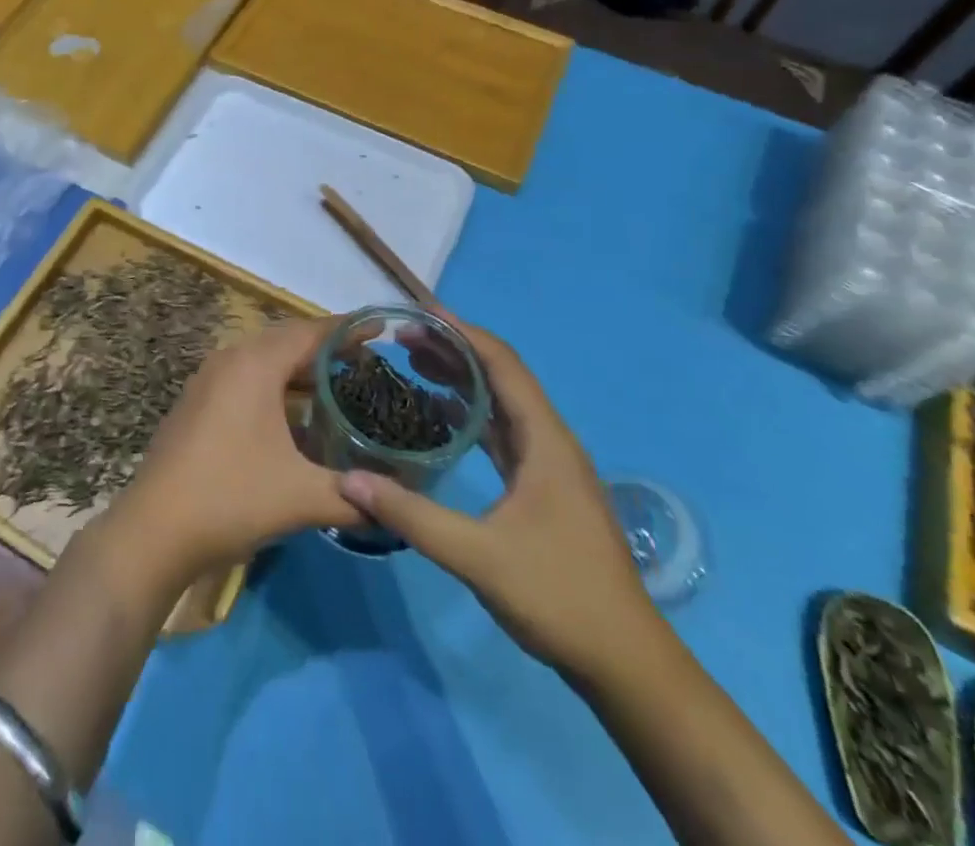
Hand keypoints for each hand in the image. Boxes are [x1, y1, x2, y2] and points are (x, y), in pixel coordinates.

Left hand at [109, 317, 361, 591]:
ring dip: (299, 370)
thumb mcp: (302, 497)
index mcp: (255, 364)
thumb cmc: (231, 499)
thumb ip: (355, 496)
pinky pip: (245, 379)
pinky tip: (296, 418)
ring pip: (263, 361)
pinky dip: (275, 387)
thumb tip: (394, 504)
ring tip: (339, 387)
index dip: (348, 330)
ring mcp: (208, 381)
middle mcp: (230, 360)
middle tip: (367, 361)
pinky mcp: (197, 404)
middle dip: (326, 348)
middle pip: (286, 341)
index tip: (382, 328)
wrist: (153, 531)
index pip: (311, 333)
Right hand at [337, 313, 662, 685]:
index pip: (502, 365)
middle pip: (501, 377)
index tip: (420, 312)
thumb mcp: (479, 557)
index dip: (463, 332)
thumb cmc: (559, 596)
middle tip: (405, 336)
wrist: (625, 661)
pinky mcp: (544, 488)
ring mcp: (550, 465)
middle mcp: (551, 440)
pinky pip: (503, 433)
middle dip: (455, 350)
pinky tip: (441, 417)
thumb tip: (349, 481)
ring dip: (463, 379)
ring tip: (416, 362)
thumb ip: (413, 516)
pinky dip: (471, 415)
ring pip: (502, 404)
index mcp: (545, 440)